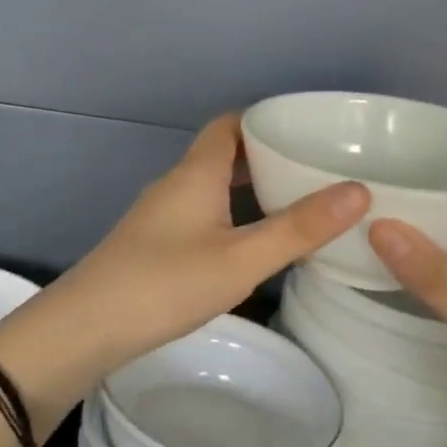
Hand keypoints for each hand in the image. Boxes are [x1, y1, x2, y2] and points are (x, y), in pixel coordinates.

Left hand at [0, 114, 369, 433]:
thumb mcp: (241, 260)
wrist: (88, 327)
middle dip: (265, 155)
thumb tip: (358, 191)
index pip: (229, 125)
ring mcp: (159, 214)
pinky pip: (200, 211)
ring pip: (210, 185)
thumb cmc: (166, 284)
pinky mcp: (152, 242)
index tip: (307, 130)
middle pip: (222, 154)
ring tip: (294, 203)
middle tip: (314, 169)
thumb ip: (298, 228)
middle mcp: (175, 184)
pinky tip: (250, 242)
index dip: (265, 120)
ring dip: (248, 187)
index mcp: (196, 173)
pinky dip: (230, 212)